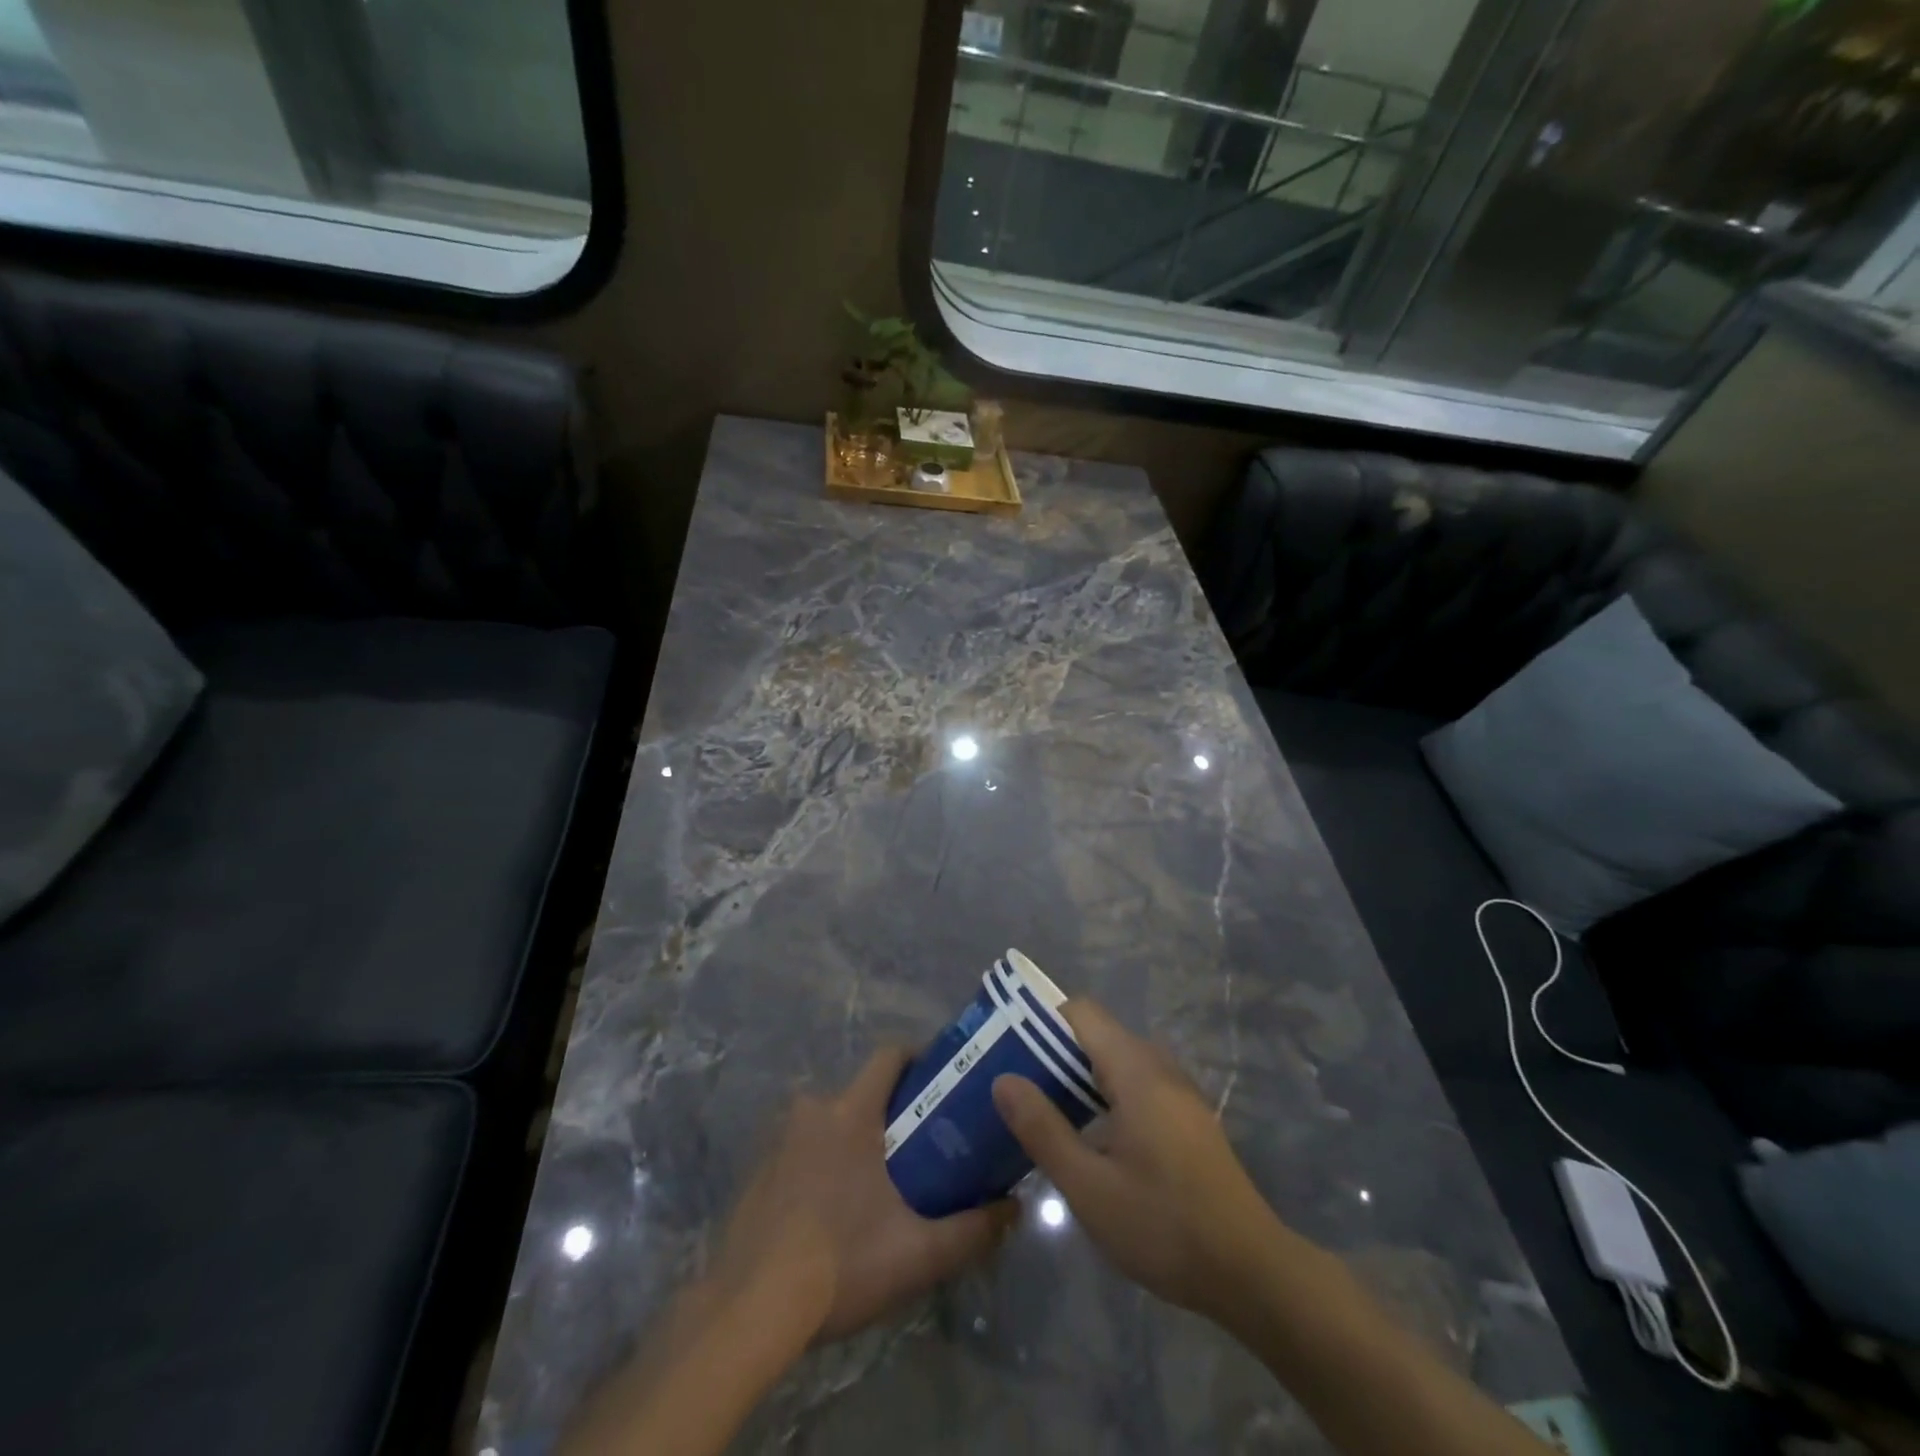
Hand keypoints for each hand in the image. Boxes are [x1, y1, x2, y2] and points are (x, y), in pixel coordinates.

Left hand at [713, 1047, 1017, 1343]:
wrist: (749, 1310)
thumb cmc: (840, 1263)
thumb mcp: (917, 1253)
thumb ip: (972, 1230)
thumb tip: (1015, 1208)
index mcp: (850, 1112)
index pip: (888, 1055)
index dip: (918, 1056)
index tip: (942, 1076)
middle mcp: (812, 1111)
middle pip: (861, 1092)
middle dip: (891, 1110)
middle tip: (921, 1145)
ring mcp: (778, 1141)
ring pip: (830, 1122)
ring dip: (855, 1139)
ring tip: (881, 1183)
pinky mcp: (757, 1173)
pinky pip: (801, 1150)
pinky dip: (822, 1164)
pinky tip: (834, 1212)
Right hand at [991, 1000, 1281, 1326]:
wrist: (1252, 1272)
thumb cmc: (1164, 1226)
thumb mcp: (1090, 1187)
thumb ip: (1043, 1129)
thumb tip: (1003, 1080)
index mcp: (1136, 1070)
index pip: (1081, 1013)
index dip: (1041, 1021)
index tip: (1008, 1049)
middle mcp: (1159, 1067)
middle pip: (1098, 1034)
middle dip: (1054, 1053)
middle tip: (1017, 1086)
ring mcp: (1178, 1092)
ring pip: (1117, 1060)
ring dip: (1079, 1076)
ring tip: (1043, 1110)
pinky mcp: (1187, 1118)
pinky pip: (1136, 1084)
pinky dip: (1105, 1094)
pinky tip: (1089, 1136)